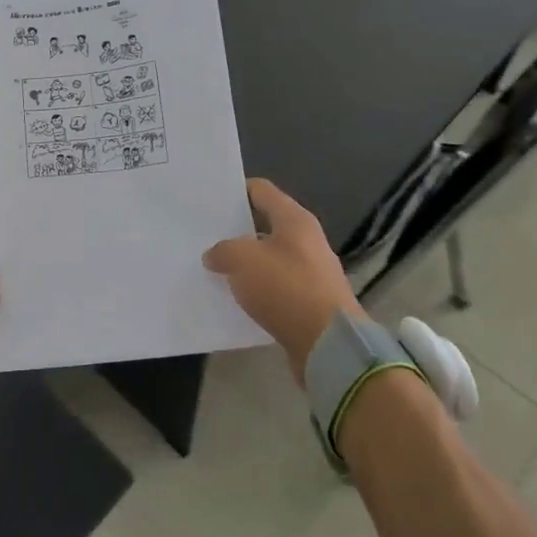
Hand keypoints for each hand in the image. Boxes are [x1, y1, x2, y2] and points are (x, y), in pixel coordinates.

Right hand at [203, 178, 365, 382]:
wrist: (329, 345)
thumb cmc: (287, 288)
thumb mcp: (243, 260)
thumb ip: (223, 250)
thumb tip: (214, 255)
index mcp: (295, 220)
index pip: (262, 191)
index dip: (236, 191)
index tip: (211, 200)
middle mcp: (307, 241)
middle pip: (266, 225)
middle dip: (237, 231)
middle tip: (206, 236)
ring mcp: (311, 273)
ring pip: (270, 259)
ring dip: (246, 265)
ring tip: (216, 270)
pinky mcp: (310, 303)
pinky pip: (276, 289)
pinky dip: (258, 291)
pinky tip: (237, 300)